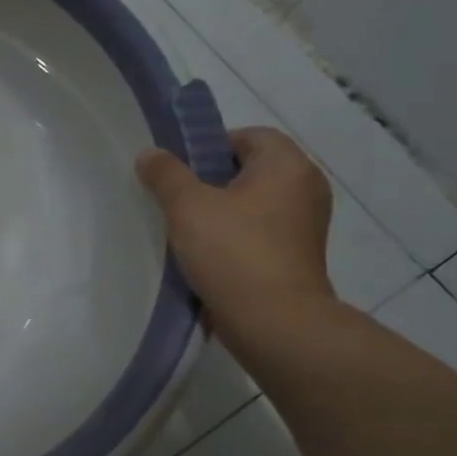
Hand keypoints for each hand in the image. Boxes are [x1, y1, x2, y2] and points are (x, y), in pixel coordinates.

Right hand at [135, 126, 334, 339]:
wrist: (273, 320)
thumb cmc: (232, 251)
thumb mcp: (187, 206)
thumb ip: (165, 175)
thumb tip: (149, 154)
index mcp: (288, 166)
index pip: (250, 135)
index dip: (211, 145)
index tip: (181, 170)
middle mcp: (306, 188)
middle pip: (252, 169)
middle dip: (213, 180)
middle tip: (177, 198)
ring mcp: (307, 224)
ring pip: (255, 202)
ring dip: (223, 210)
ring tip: (187, 228)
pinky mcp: (299, 255)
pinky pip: (262, 231)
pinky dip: (236, 235)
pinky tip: (208, 253)